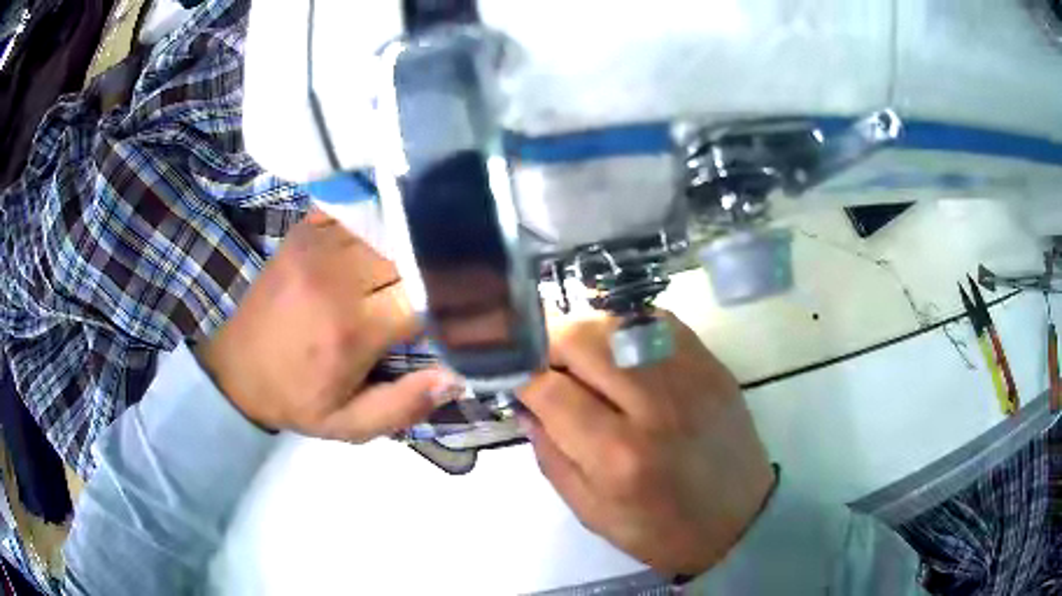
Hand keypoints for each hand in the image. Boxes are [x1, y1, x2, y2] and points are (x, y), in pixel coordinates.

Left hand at [197, 209, 455, 440]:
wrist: (234, 367)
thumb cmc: (293, 397)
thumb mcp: (346, 424)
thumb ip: (403, 406)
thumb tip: (457, 375)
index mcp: (351, 329)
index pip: (425, 296)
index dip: (455, 299)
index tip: (468, 307)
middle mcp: (337, 278)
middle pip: (410, 251)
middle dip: (435, 265)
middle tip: (449, 279)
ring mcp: (318, 245)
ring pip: (388, 224)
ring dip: (411, 237)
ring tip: (425, 252)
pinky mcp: (304, 230)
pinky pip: (356, 207)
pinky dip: (379, 214)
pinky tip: (389, 227)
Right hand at [519, 313, 774, 575]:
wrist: (742, 519)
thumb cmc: (662, 530)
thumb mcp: (593, 512)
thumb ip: (551, 456)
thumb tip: (527, 405)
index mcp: (619, 456)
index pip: (549, 388)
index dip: (519, 374)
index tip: (509, 374)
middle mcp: (655, 406)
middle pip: (582, 338)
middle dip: (547, 343)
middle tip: (543, 363)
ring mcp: (690, 376)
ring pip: (617, 321)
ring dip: (585, 334)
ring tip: (581, 360)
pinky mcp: (712, 364)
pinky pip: (656, 321)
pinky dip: (626, 329)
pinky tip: (621, 354)